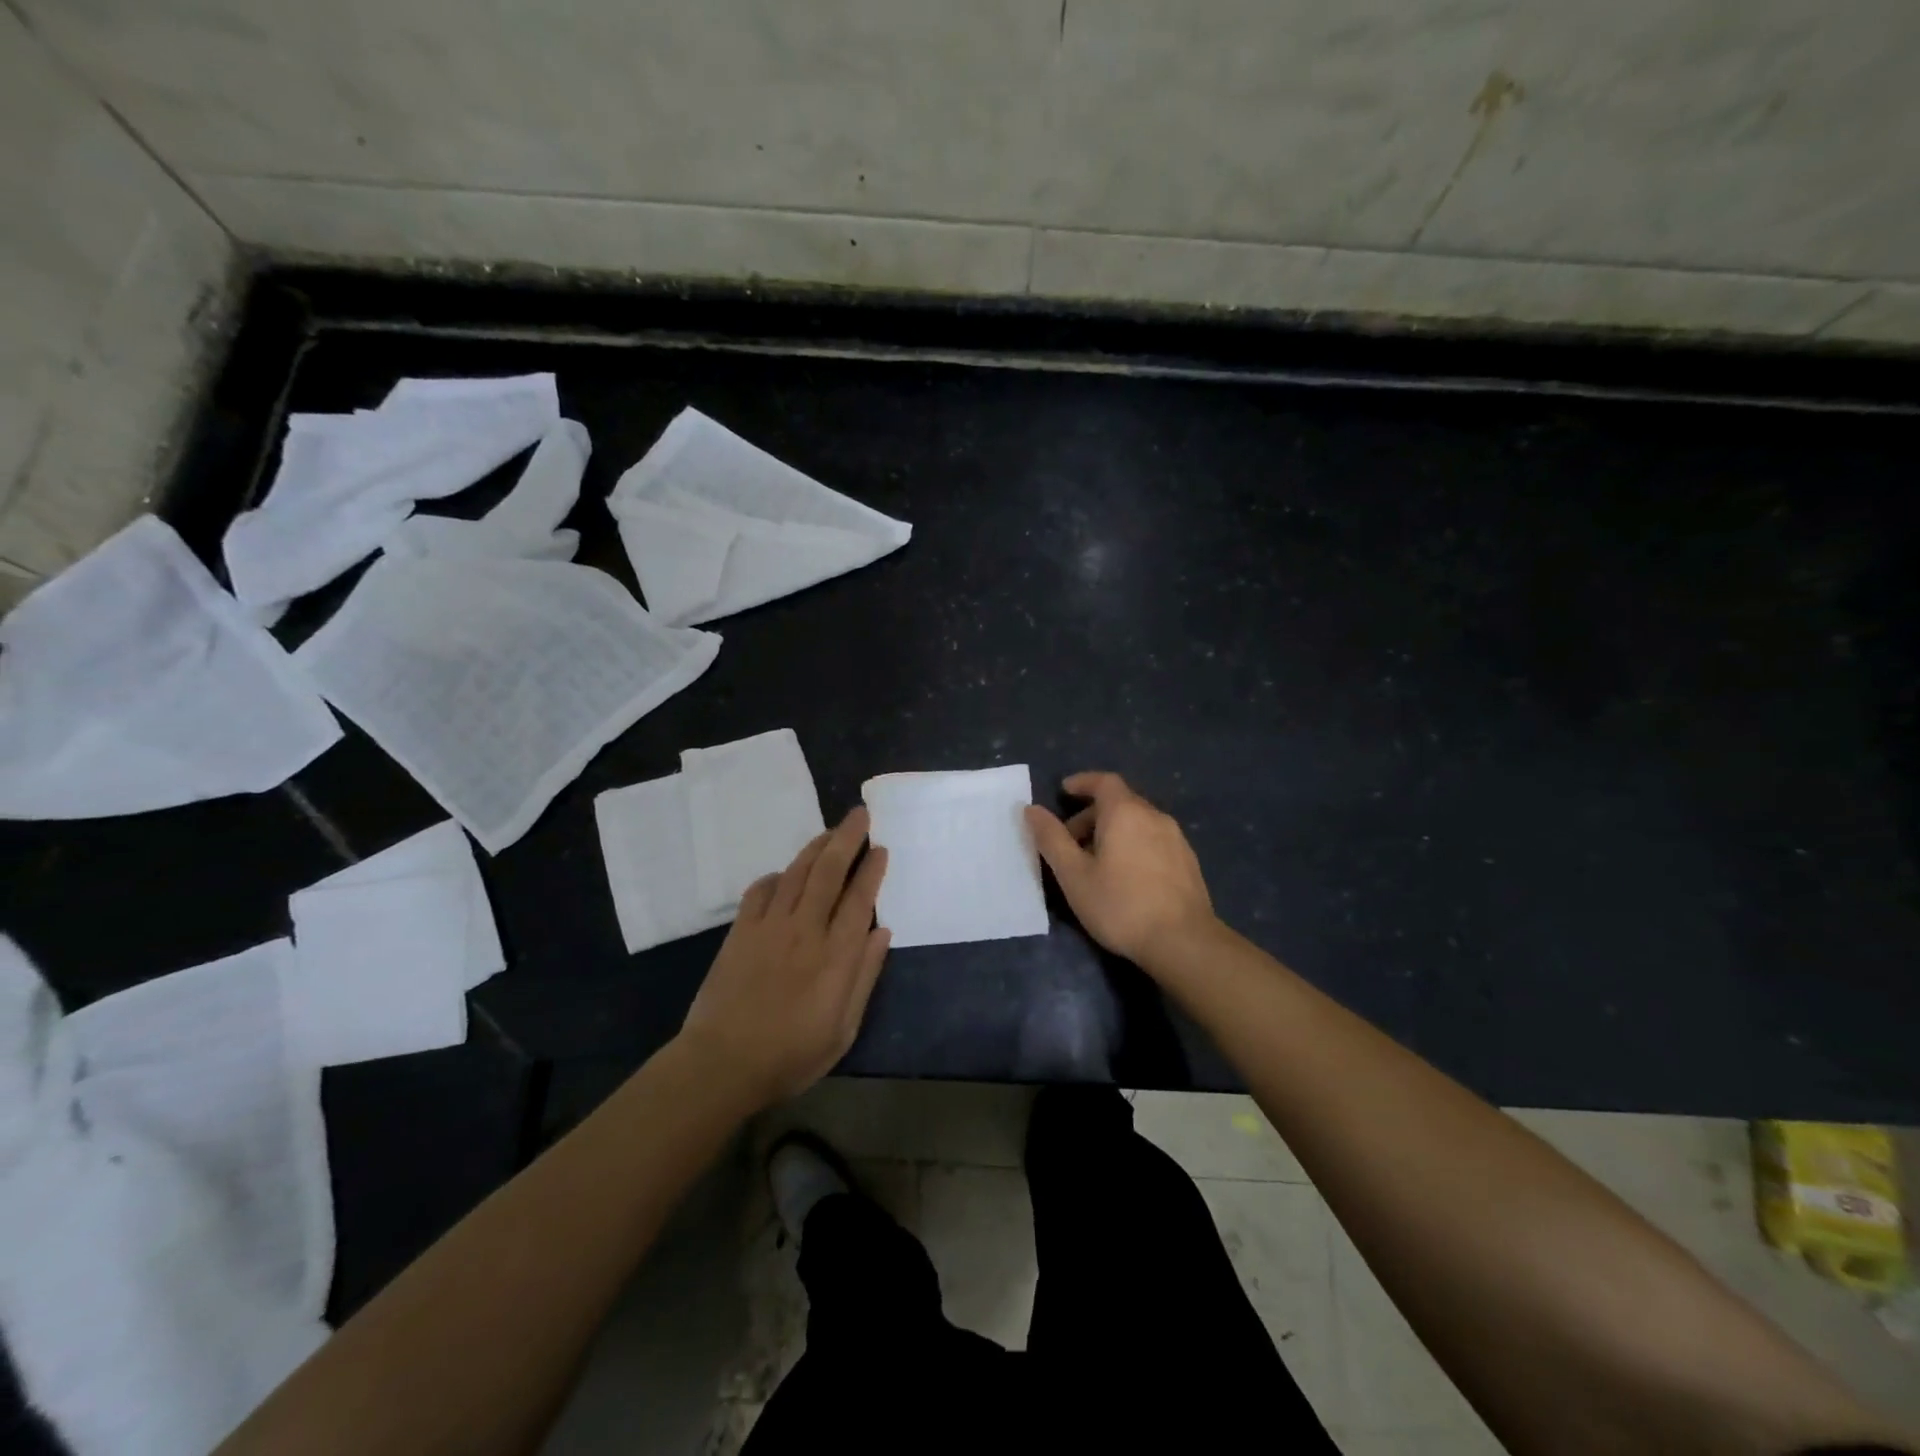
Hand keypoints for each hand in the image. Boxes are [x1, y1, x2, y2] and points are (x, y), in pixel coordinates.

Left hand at [678, 808, 890, 1109]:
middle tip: (860, 814)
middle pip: (829, 872)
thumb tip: (882, 932)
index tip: (881, 848)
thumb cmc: (791, 1055)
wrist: (722, 1064)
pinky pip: (760, 891)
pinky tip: (784, 874)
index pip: (860, 899)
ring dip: (816, 847)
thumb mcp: (843, 1029)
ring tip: (831, 831)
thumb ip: (865, 976)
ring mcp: (769, 927)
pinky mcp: (740, 932)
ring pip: (796, 873)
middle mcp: (805, 930)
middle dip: (847, 838)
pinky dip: (776, 876)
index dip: (872, 869)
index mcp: (836, 955)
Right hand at [1025, 772, 1219, 971]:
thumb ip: (1052, 839)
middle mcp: (1154, 816)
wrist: (1184, 942)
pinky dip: (1133, 844)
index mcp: (1125, 812)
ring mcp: (1176, 839)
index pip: (1104, 781)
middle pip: (1120, 802)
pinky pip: (1153, 840)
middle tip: (1070, 841)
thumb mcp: (1074, 875)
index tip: (1064, 791)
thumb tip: (1032, 809)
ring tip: (1095, 863)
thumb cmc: (1120, 905)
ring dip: (1113, 831)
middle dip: (1092, 814)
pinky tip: (1126, 877)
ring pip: (1138, 822)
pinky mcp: (1188, 861)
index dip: (1082, 782)